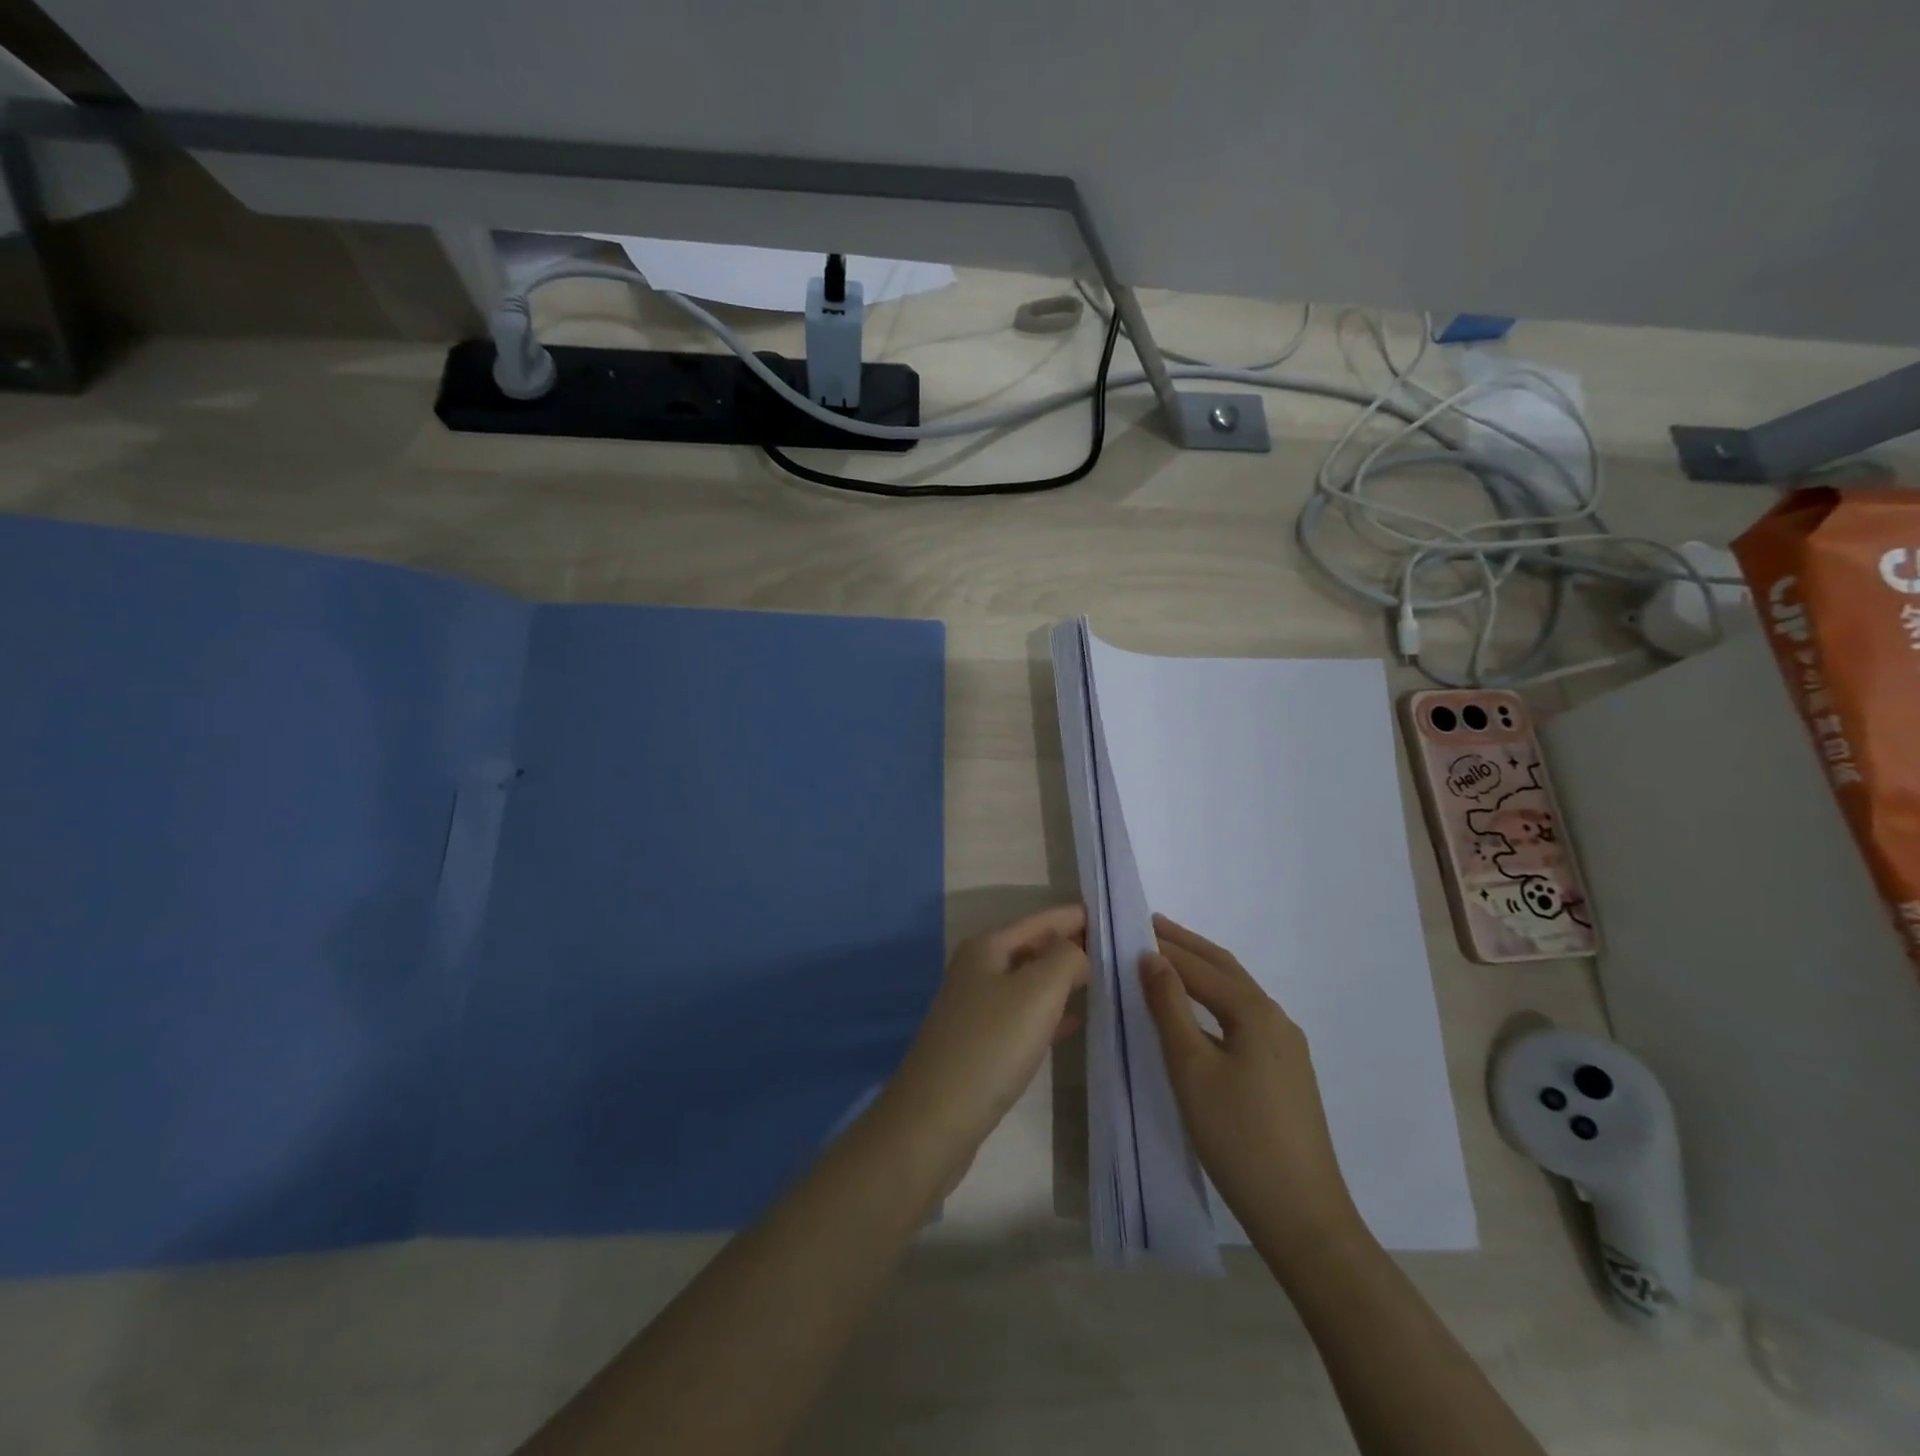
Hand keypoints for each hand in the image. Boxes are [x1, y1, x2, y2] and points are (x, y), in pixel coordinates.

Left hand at [880, 905, 1087, 1178]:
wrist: (935, 1118)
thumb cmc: (990, 1046)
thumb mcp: (1037, 992)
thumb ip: (1066, 959)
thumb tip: (1079, 952)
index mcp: (986, 948)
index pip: (1039, 920)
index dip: (1073, 916)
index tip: (1111, 915)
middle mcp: (977, 970)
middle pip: (1032, 948)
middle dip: (1070, 947)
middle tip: (1116, 951)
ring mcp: (976, 1007)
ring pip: (1029, 982)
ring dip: (1062, 980)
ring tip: (1103, 982)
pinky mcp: (980, 1043)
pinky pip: (1023, 1015)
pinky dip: (1050, 1013)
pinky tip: (1074, 1023)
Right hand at [1141, 914, 1361, 1265]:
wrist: (1303, 1215)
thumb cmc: (1238, 1137)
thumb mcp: (1191, 1068)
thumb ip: (1169, 1008)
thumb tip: (1151, 958)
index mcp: (1255, 1012)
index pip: (1200, 967)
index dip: (1165, 947)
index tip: (1132, 926)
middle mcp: (1277, 1019)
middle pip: (1226, 969)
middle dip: (1188, 946)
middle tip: (1151, 925)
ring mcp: (1288, 1047)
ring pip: (1237, 993)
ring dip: (1203, 971)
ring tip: (1168, 959)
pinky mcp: (1287, 1072)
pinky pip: (1245, 1017)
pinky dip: (1216, 999)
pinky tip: (1201, 1011)